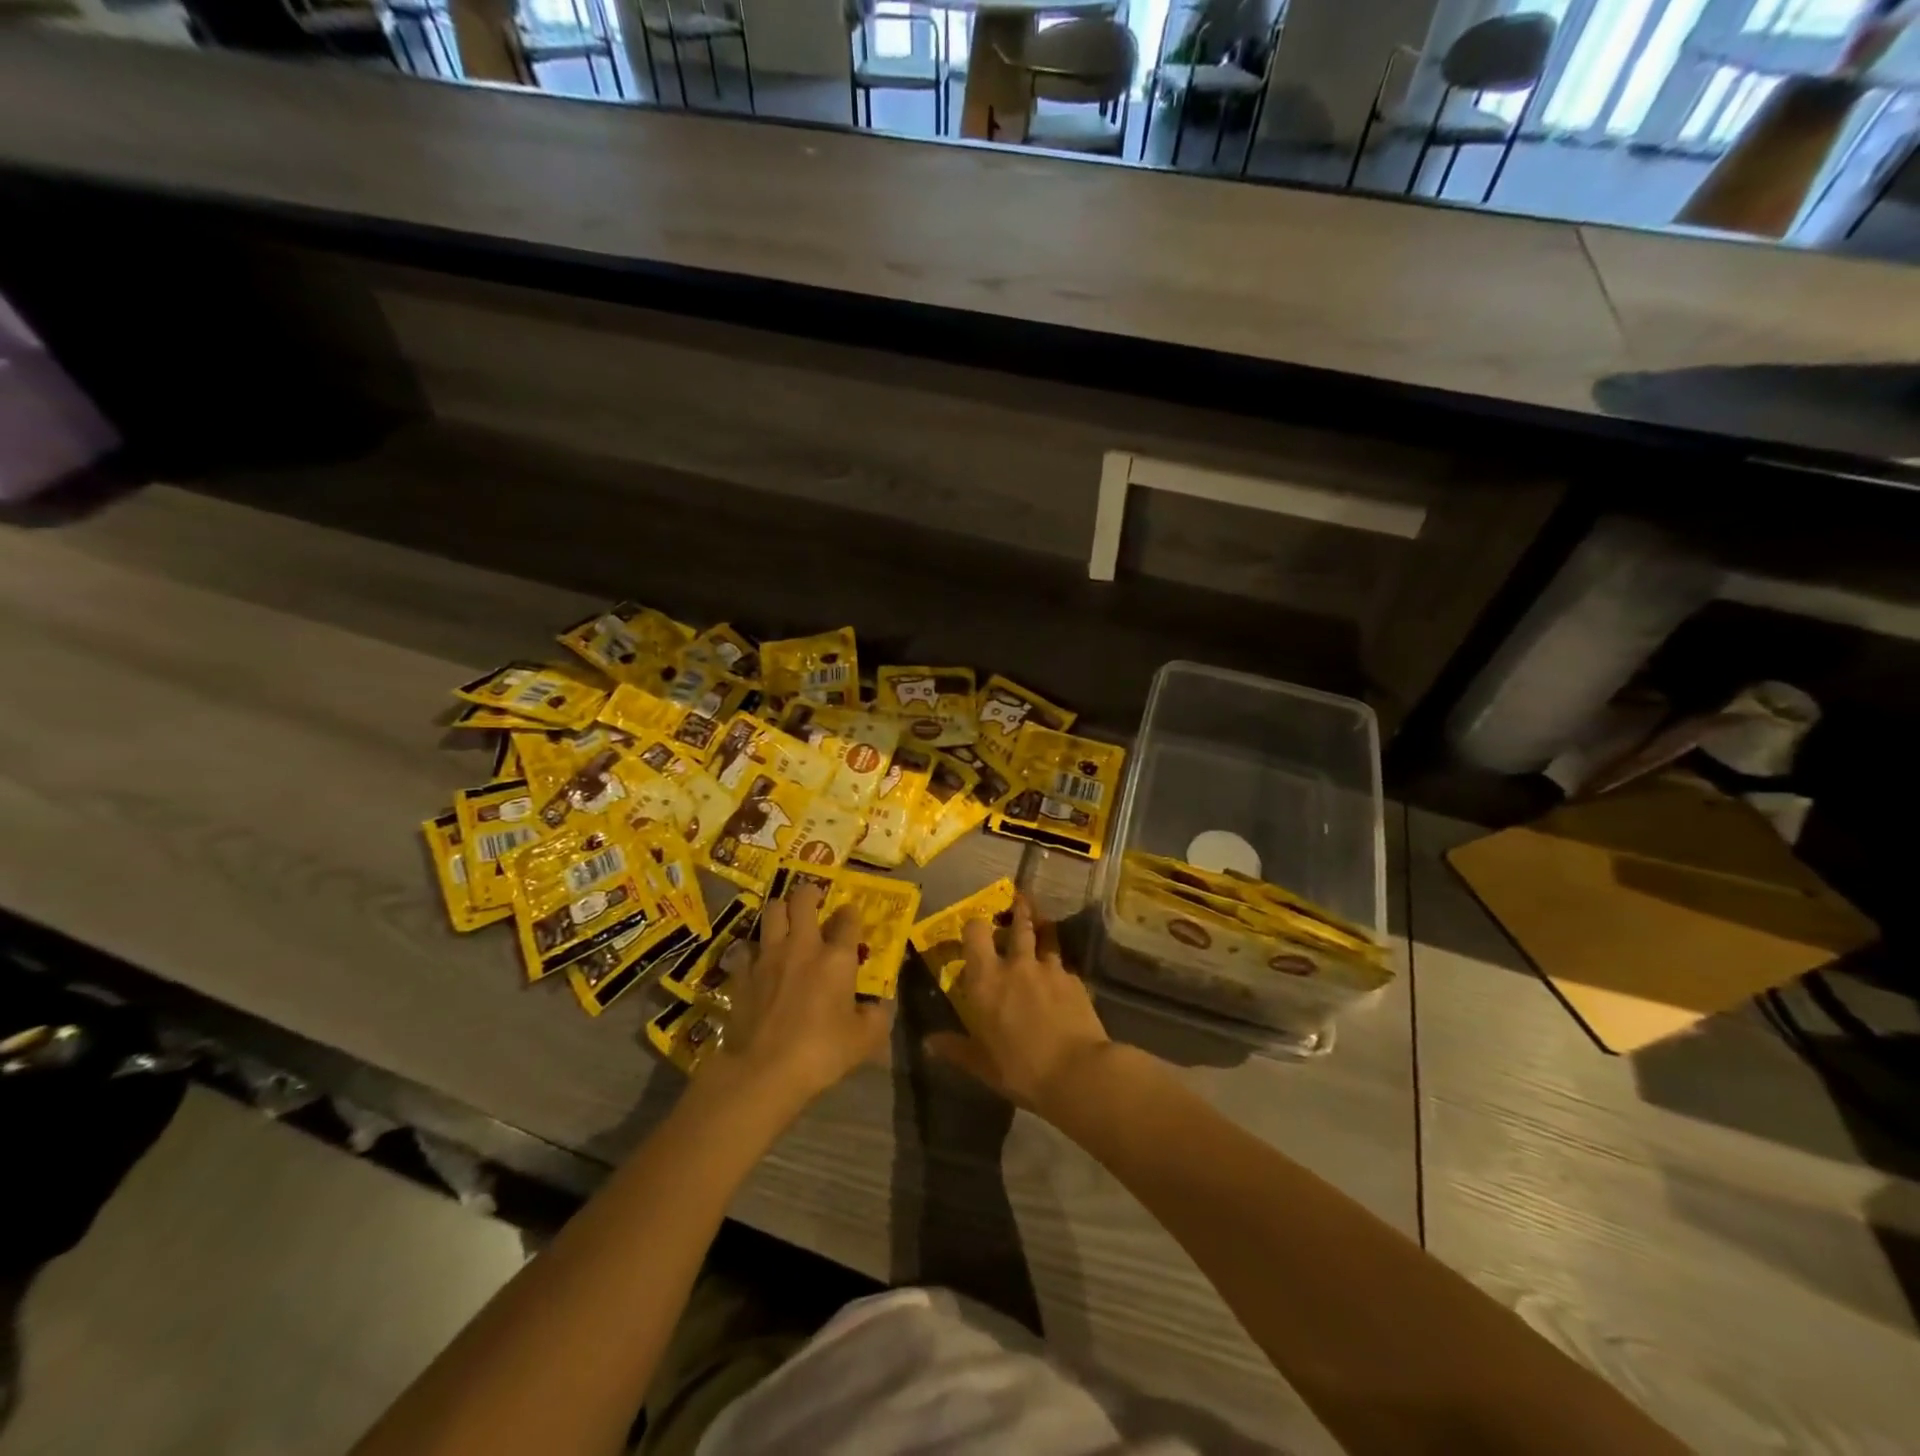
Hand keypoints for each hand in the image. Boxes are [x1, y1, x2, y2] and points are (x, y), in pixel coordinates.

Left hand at [712, 882, 892, 1106]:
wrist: (763, 1071)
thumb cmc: (821, 1052)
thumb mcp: (864, 1040)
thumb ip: (876, 1017)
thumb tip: (877, 1007)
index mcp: (836, 958)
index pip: (848, 919)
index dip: (851, 913)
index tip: (851, 916)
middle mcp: (802, 947)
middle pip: (802, 900)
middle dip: (809, 893)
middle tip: (813, 900)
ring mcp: (768, 957)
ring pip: (771, 912)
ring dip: (780, 911)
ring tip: (786, 919)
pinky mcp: (742, 974)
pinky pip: (747, 948)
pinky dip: (754, 949)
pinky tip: (758, 960)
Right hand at [926, 895, 1110, 1117]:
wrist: (1076, 1071)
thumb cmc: (1020, 1068)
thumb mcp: (981, 1065)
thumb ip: (956, 1048)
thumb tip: (928, 1043)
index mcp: (986, 980)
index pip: (976, 933)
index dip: (974, 924)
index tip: (975, 924)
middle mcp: (1016, 964)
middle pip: (1017, 924)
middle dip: (1018, 911)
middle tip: (1018, 900)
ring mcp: (1049, 969)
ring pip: (1045, 936)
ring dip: (1041, 927)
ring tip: (1042, 922)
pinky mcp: (1074, 980)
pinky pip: (1063, 965)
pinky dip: (1059, 966)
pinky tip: (1061, 976)